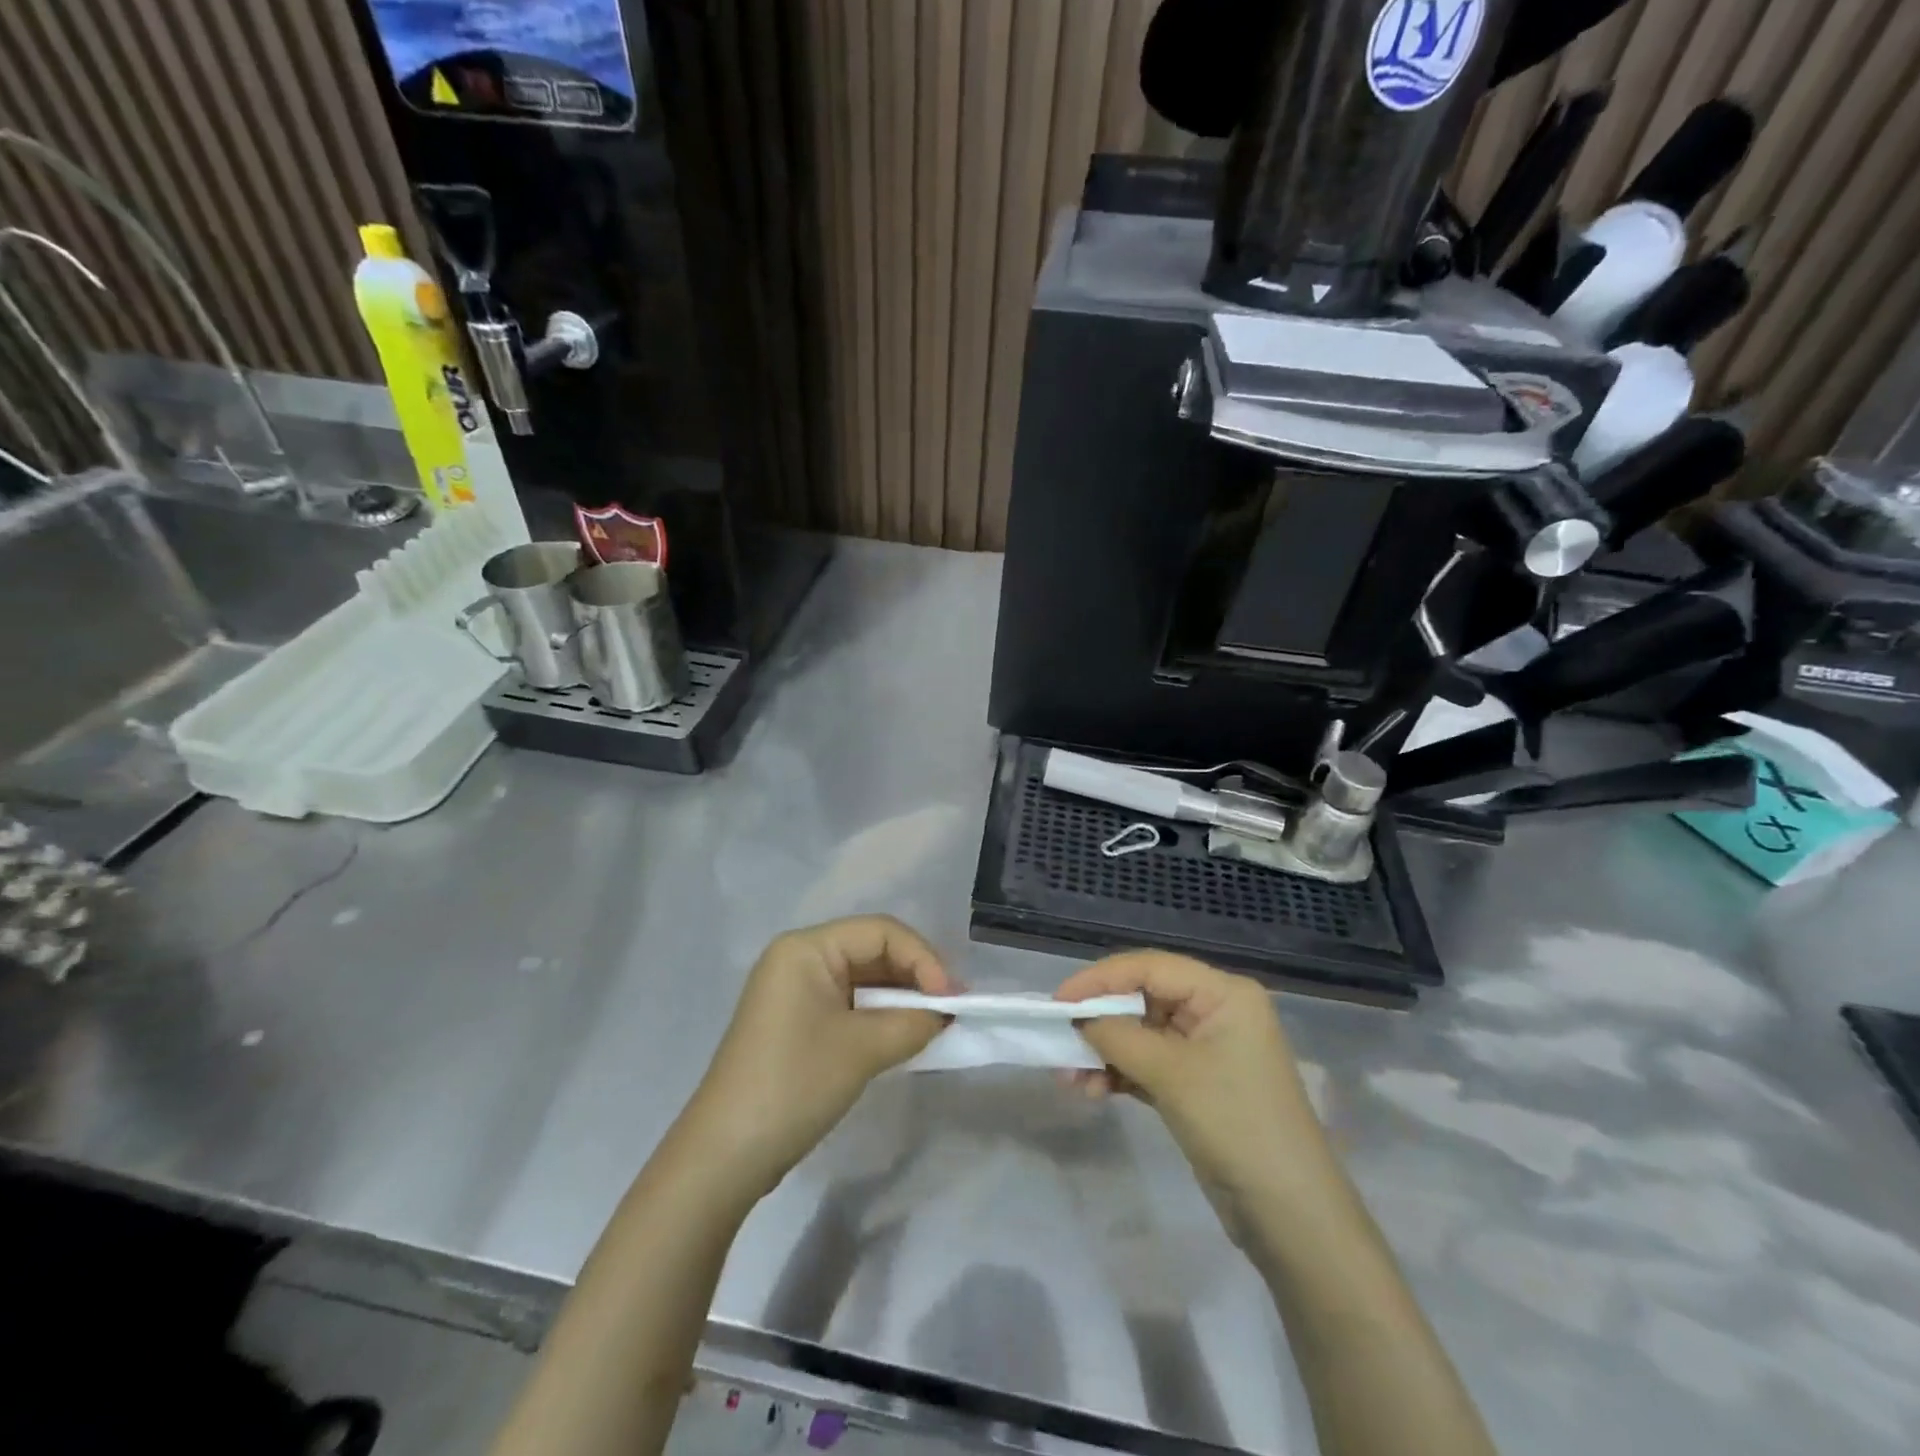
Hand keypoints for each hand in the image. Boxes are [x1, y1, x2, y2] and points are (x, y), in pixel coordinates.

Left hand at [683, 916, 953, 1198]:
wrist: (726, 1155)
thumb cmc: (794, 1084)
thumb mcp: (862, 1049)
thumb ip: (913, 1022)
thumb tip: (944, 1013)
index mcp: (806, 948)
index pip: (880, 932)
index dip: (922, 958)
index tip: (952, 998)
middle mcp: (798, 958)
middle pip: (872, 950)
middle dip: (914, 976)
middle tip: (951, 1009)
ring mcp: (795, 991)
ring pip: (863, 978)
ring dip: (900, 997)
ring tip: (934, 1022)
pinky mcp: (796, 1021)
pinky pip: (848, 1003)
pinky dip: (879, 1015)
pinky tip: (903, 1034)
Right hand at [1056, 951, 1328, 1240]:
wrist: (1291, 1216)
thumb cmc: (1236, 1126)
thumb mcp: (1171, 1074)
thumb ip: (1119, 1036)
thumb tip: (1078, 1019)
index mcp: (1223, 994)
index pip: (1150, 967)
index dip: (1100, 979)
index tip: (1059, 1000)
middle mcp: (1216, 1011)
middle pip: (1143, 998)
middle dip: (1100, 1021)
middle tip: (1061, 1042)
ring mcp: (1207, 1049)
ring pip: (1142, 1034)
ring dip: (1106, 1052)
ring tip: (1072, 1079)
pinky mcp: (1198, 1084)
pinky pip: (1149, 1064)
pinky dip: (1121, 1073)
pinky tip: (1094, 1091)